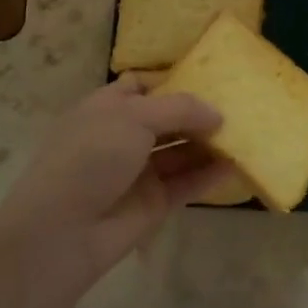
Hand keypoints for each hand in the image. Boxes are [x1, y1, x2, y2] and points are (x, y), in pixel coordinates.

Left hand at [0, 77, 227, 285]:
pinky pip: (186, 183)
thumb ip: (180, 108)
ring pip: (180, 151)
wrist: (62, 230)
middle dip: (198, 113)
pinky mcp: (153, 203)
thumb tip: (217, 113)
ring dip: (209, 144)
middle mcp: (122, 136)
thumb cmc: (92, 156)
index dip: (172, 81)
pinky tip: (236, 166)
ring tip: (246, 133)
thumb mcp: (134, 116)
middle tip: (239, 107)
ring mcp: (138, 171)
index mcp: (107, 107)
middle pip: (167, 119)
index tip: (209, 78)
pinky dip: (209, 175)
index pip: (141, 86)